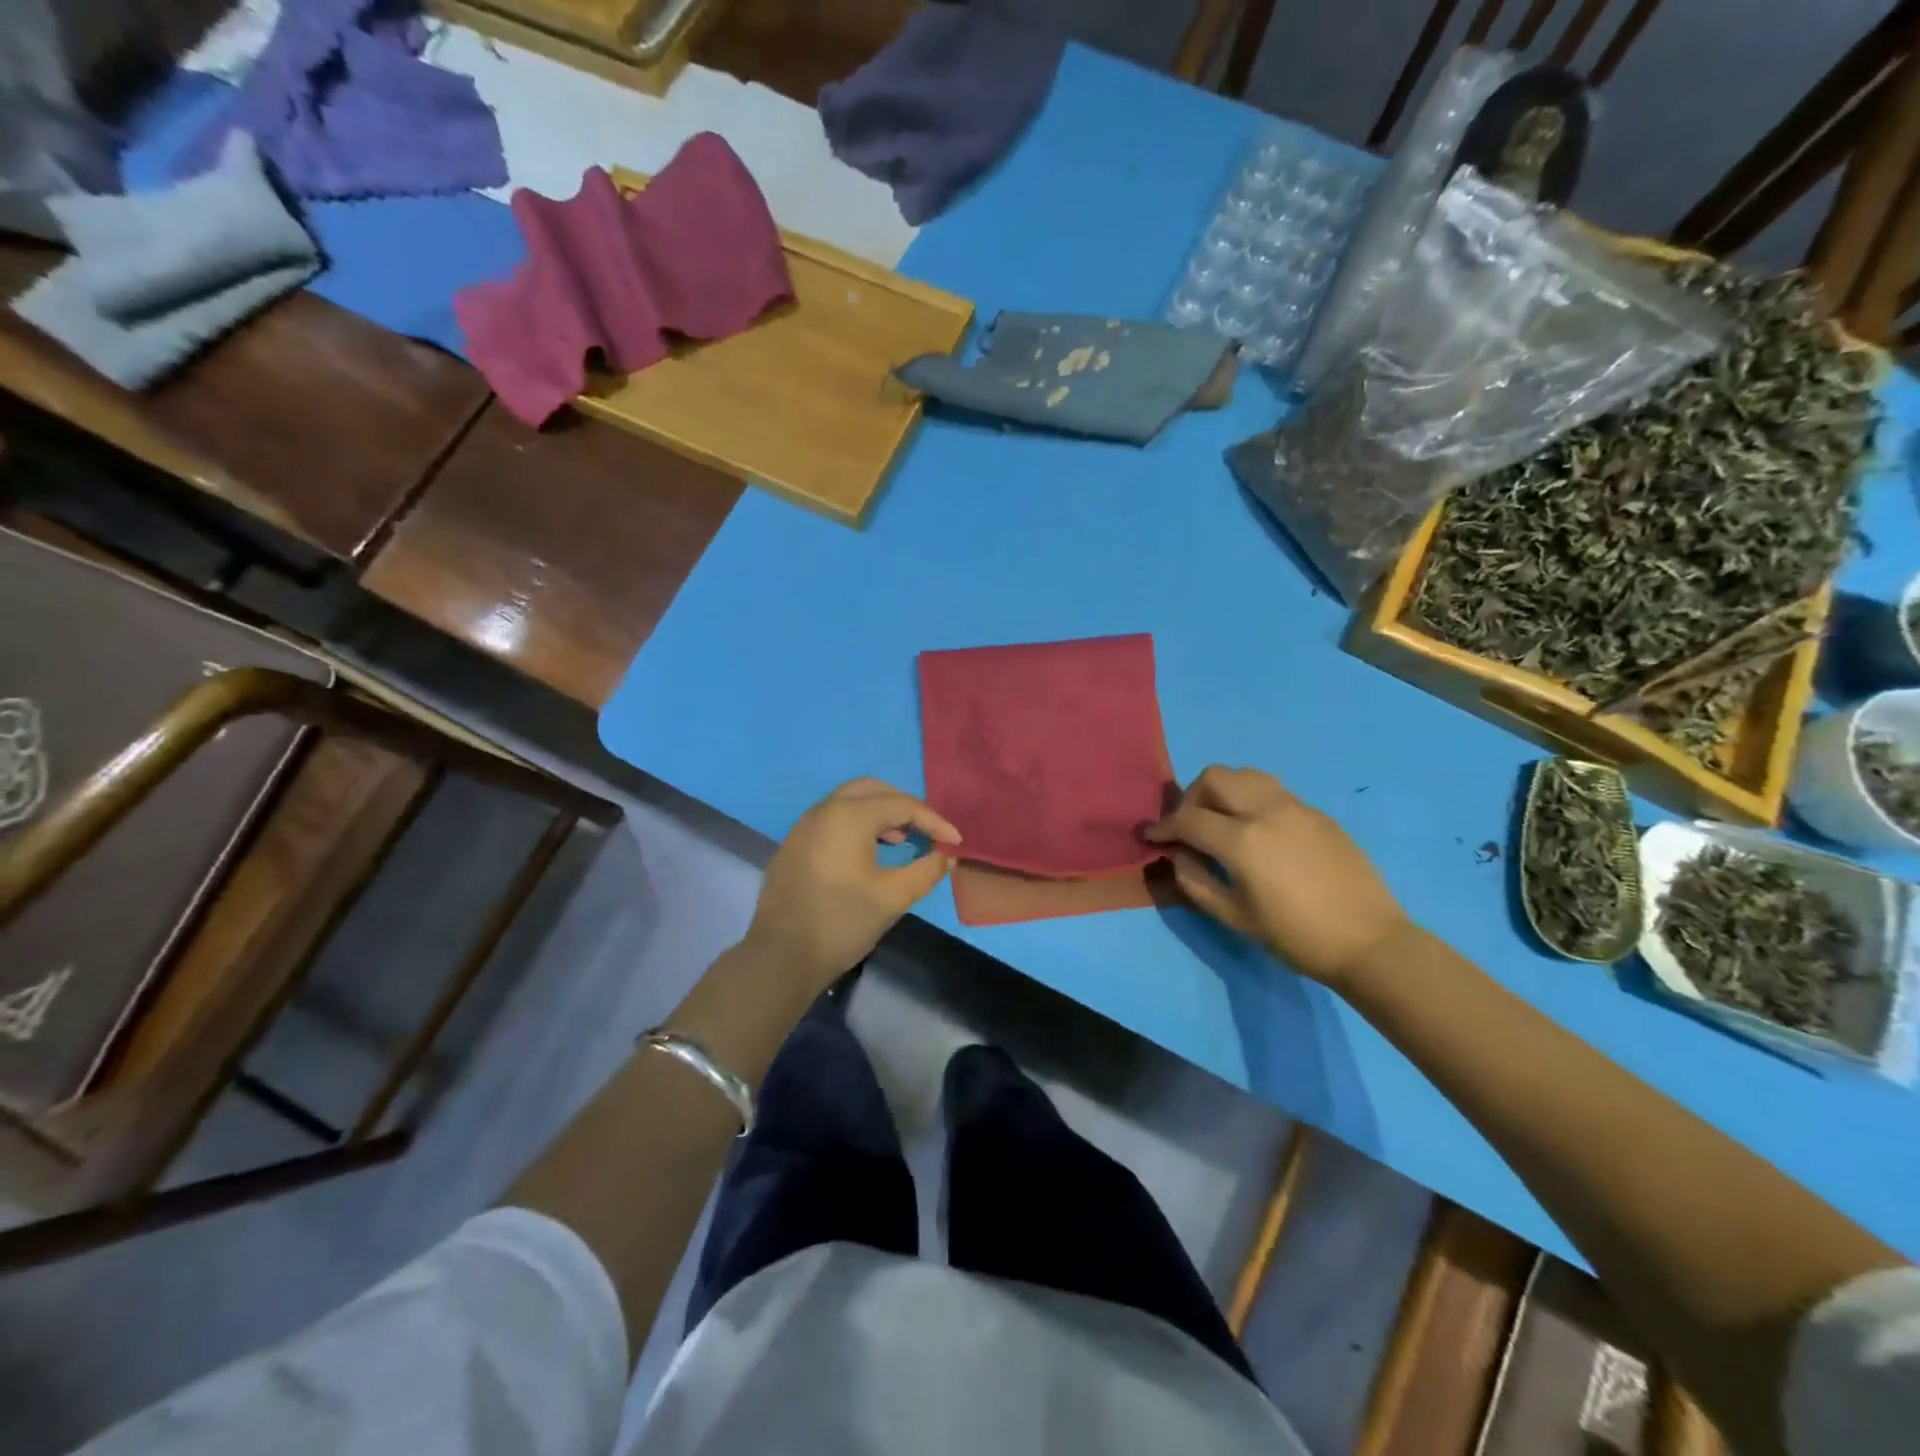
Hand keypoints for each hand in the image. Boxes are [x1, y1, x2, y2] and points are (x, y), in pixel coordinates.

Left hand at [744, 778, 959, 990]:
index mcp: (849, 816)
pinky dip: (857, 824)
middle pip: (874, 790)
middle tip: (927, 831)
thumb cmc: (842, 923)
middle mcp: (824, 810)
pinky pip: (833, 818)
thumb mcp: (893, 898)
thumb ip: (926, 871)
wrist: (781, 957)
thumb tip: (946, 856)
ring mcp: (804, 825)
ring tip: (901, 840)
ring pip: (850, 801)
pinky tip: (869, 853)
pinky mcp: (794, 843)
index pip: (902, 805)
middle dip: (904, 807)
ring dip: (880, 813)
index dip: (934, 822)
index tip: (956, 842)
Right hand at [1145, 766, 1412, 988]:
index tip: (1152, 837)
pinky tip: (1258, 832)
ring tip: (1221, 820)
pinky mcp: (1318, 814)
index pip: (1188, 818)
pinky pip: (1274, 791)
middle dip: (1191, 797)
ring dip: (1223, 791)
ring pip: (1246, 775)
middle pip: (1215, 778)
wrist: (1369, 942)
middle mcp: (1267, 811)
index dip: (1164, 826)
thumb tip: (1180, 855)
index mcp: (1243, 840)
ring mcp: (1296, 807)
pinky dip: (1252, 800)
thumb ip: (1196, 881)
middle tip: (1189, 826)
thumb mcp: (1234, 917)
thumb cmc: (1296, 937)